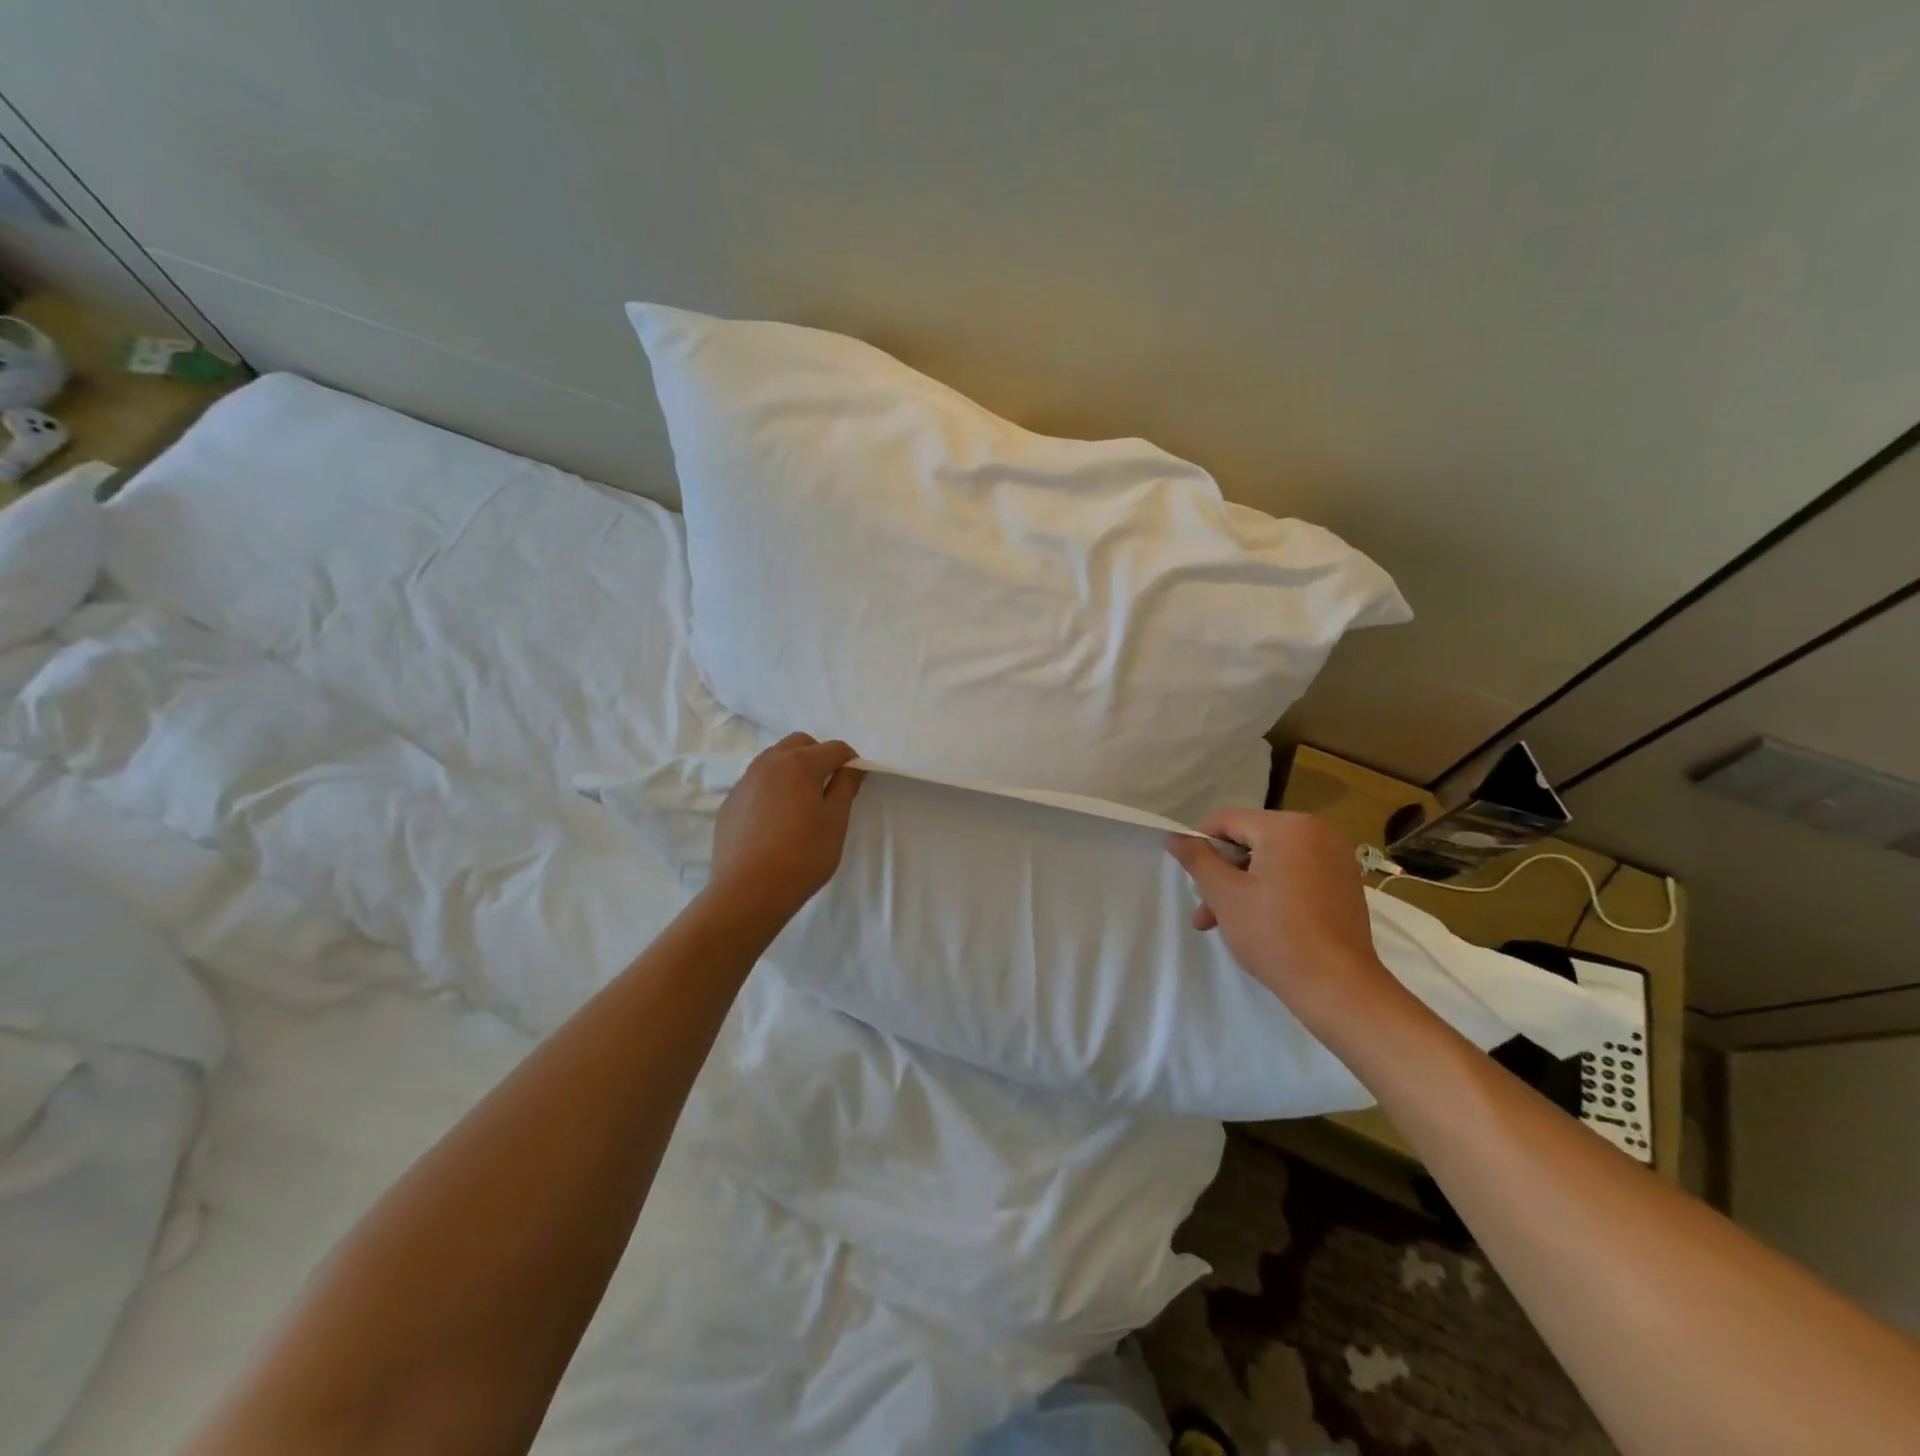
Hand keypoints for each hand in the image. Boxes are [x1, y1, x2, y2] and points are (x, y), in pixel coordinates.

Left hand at [707, 734, 864, 926]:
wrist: (748, 891)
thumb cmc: (802, 856)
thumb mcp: (836, 822)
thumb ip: (845, 787)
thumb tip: (852, 768)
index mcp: (800, 764)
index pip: (834, 748)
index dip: (851, 761)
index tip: (855, 782)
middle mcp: (769, 763)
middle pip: (800, 743)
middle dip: (819, 756)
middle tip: (828, 787)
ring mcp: (745, 781)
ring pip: (774, 759)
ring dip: (792, 769)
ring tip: (801, 803)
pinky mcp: (730, 802)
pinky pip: (756, 783)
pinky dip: (771, 788)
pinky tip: (775, 821)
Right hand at [1167, 809, 1400, 1033]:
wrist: (1338, 987)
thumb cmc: (1275, 934)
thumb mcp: (1224, 894)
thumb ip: (1197, 859)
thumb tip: (1175, 837)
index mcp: (1288, 827)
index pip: (1228, 820)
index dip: (1201, 844)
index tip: (1190, 876)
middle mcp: (1318, 832)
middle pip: (1251, 841)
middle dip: (1223, 873)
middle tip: (1205, 909)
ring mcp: (1336, 859)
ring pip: (1272, 861)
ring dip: (1244, 886)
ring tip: (1222, 924)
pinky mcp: (1345, 884)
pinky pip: (1296, 874)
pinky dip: (1273, 890)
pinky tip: (1259, 923)